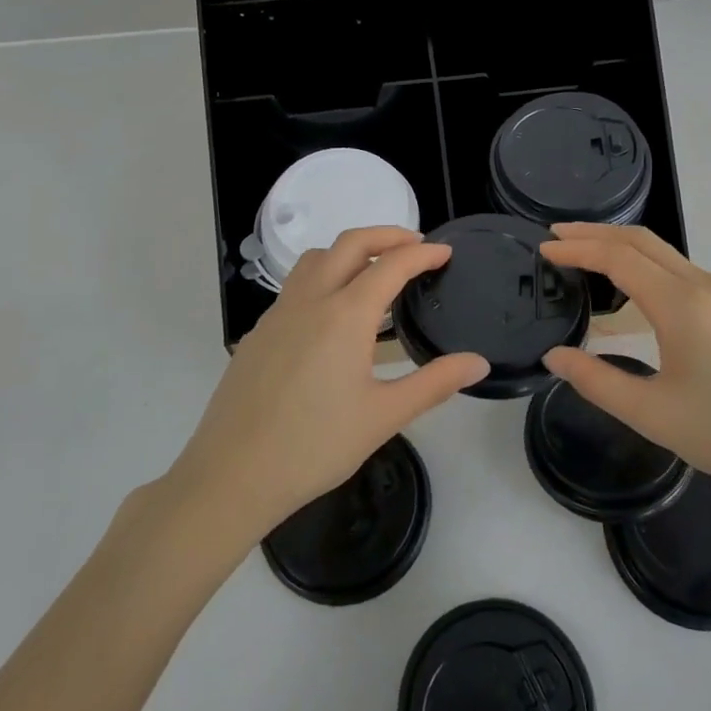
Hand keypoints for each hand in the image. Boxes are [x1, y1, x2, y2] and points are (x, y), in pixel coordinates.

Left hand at [168, 227, 488, 543]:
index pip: (391, 265)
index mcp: (344, 315)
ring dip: (349, 252)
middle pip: (350, 243)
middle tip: (415, 245)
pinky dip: (325, 279)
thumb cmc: (315, 446)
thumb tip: (478, 363)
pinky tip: (335, 318)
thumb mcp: (384, 416)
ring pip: (316, 259)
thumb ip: (435, 383)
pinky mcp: (259, 333)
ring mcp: (279, 314)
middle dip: (386, 235)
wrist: (232, 474)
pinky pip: (296, 287)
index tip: (445, 252)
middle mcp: (310, 300)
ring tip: (375, 272)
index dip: (423, 254)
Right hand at [540, 223, 710, 514]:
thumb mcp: (653, 415)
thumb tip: (554, 356)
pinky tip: (628, 292)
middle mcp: (705, 286)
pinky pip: (679, 272)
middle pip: (642, 241)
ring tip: (583, 256)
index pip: (619, 257)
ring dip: (620, 247)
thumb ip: (596, 381)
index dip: (578, 248)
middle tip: (556, 235)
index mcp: (682, 305)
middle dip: (595, 233)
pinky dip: (644, 266)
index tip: (544, 248)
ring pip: (663, 253)